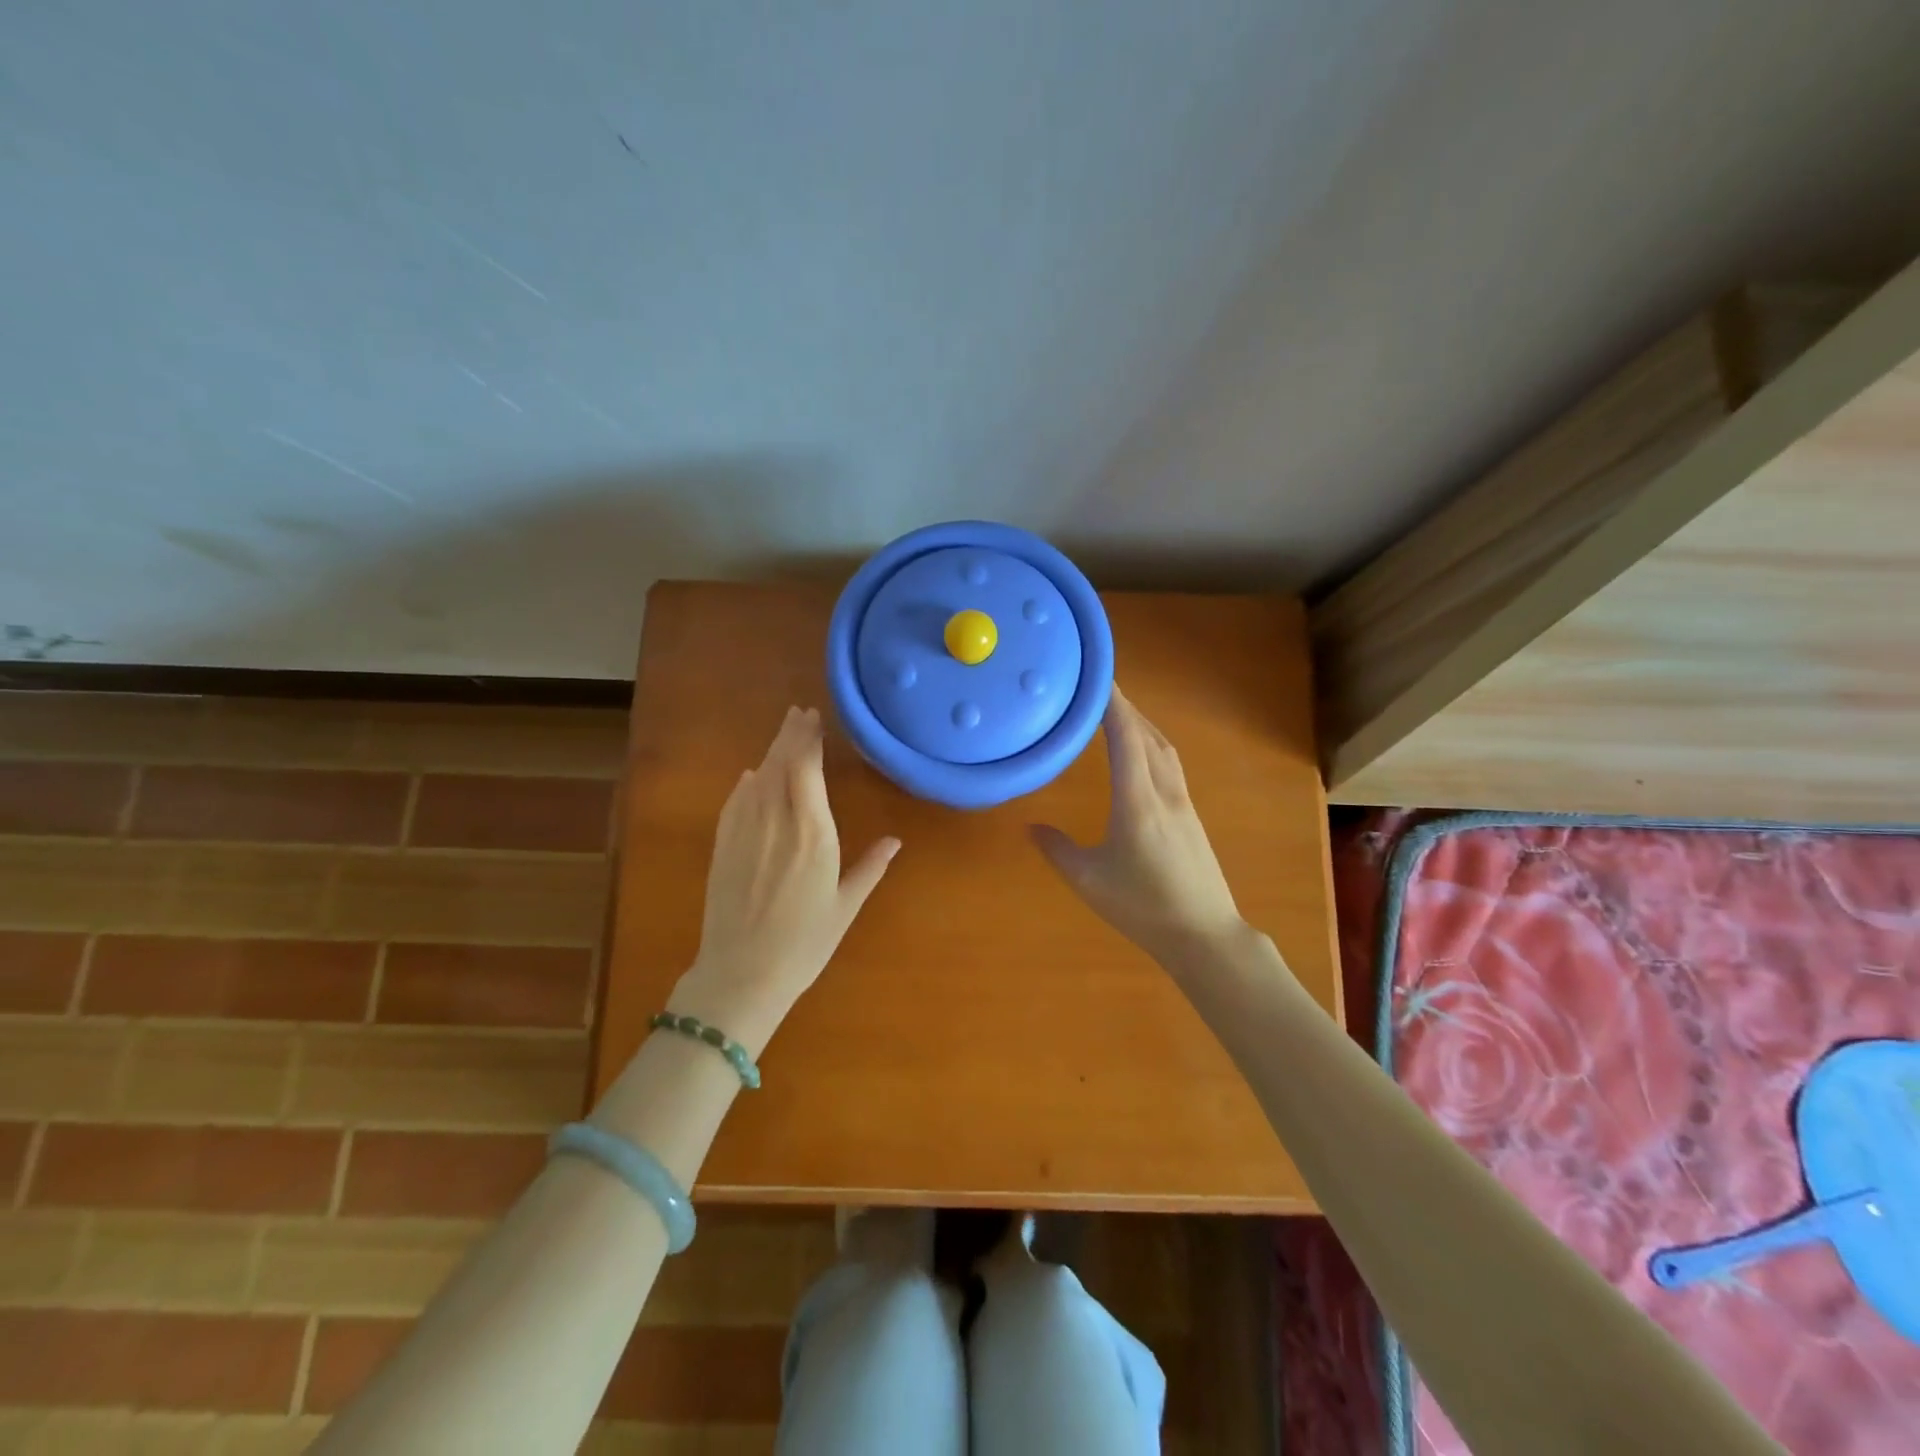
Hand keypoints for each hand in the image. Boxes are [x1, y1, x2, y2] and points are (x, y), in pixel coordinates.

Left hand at [670, 706, 899, 1055]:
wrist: (741, 974)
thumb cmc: (804, 944)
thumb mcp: (845, 907)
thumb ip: (870, 868)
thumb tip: (895, 841)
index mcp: (813, 834)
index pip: (807, 770)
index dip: (808, 740)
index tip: (813, 718)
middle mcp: (777, 822)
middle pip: (781, 765)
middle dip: (790, 736)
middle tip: (798, 714)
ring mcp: (744, 832)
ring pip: (758, 779)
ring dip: (770, 753)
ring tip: (783, 735)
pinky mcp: (722, 846)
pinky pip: (735, 802)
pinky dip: (746, 783)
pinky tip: (753, 776)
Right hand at [1030, 686, 1242, 964]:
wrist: (1204, 934)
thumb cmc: (1143, 907)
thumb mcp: (1089, 881)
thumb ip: (1057, 850)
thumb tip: (1030, 827)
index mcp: (1138, 802)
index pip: (1126, 738)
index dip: (1112, 704)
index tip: (1096, 679)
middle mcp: (1164, 793)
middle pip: (1148, 735)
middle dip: (1125, 707)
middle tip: (1098, 689)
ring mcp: (1183, 803)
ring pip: (1164, 749)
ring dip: (1141, 724)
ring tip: (1117, 713)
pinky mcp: (1191, 816)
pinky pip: (1170, 765)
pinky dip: (1152, 745)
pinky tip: (1140, 754)